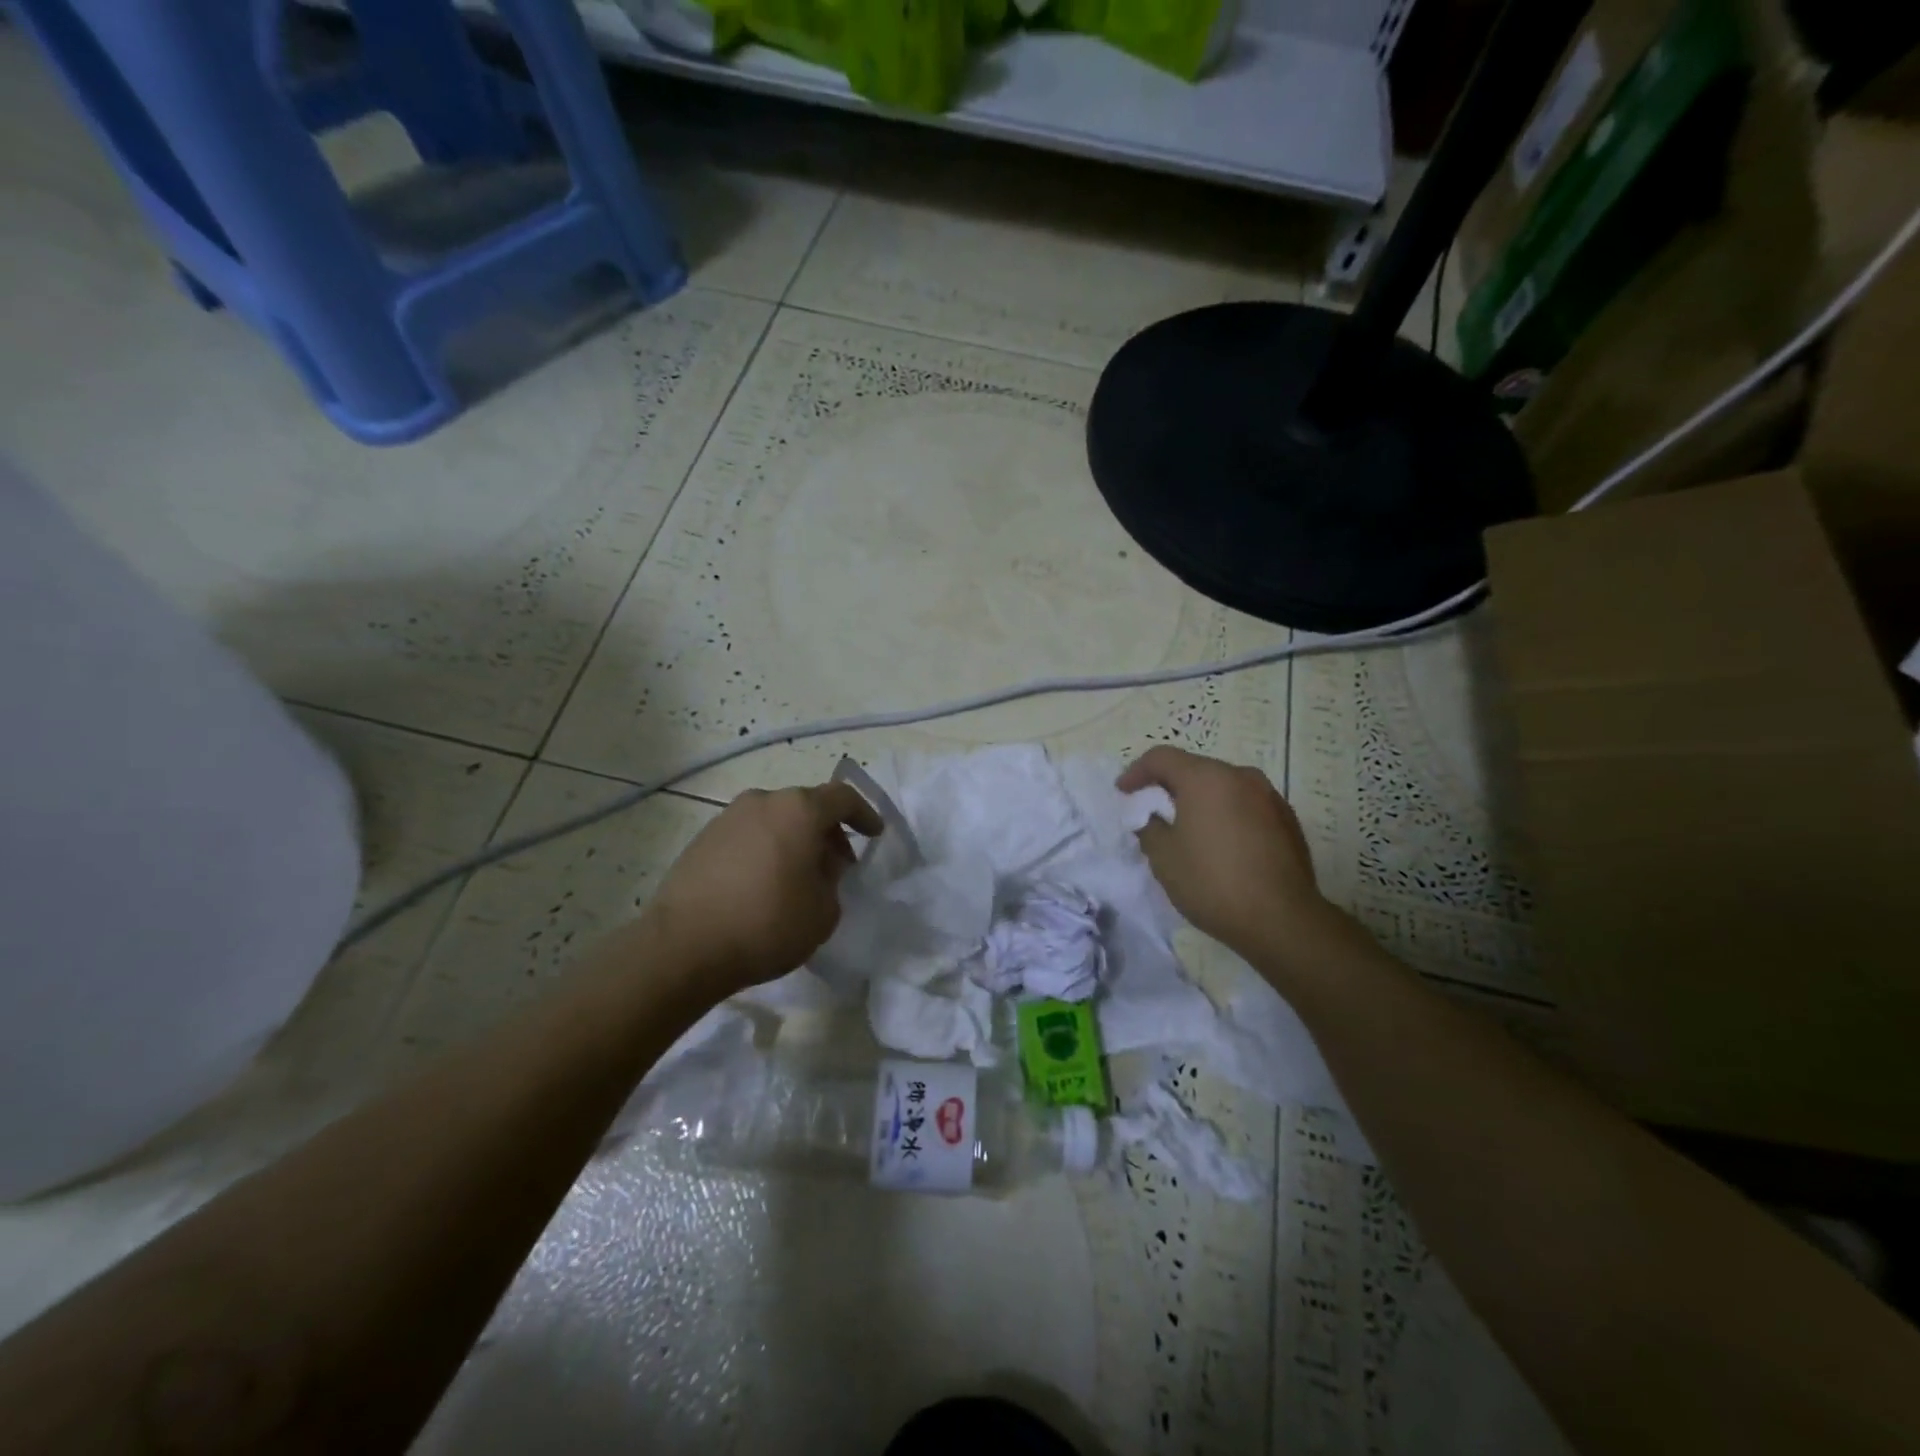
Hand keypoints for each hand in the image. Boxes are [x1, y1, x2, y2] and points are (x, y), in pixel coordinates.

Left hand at [645, 783, 883, 993]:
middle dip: (827, 832)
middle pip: (806, 806)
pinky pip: (748, 837)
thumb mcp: (824, 911)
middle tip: (837, 866)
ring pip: (774, 821)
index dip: (864, 814)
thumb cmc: (767, 924)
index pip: (842, 797)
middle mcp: (762, 801)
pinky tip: (763, 886)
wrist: (684, 947)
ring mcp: (727, 818)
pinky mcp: (702, 840)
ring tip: (798, 879)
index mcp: (798, 810)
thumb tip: (818, 868)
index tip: (875, 834)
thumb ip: (832, 881)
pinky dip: (765, 851)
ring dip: (793, 842)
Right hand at [1118, 746, 1339, 957]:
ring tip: (1187, 828)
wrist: (1282, 920)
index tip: (1123, 792)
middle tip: (1152, 809)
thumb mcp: (1163, 856)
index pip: (1162, 758)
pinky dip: (1226, 814)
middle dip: (1169, 785)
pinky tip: (1221, 844)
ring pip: (1224, 787)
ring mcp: (1270, 797)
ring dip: (1201, 800)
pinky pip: (1246, 806)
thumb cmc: (1212, 882)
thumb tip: (1152, 816)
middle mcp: (1241, 776)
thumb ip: (1148, 826)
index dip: (1136, 772)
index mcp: (1206, 778)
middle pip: (1195, 769)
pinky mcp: (1288, 820)